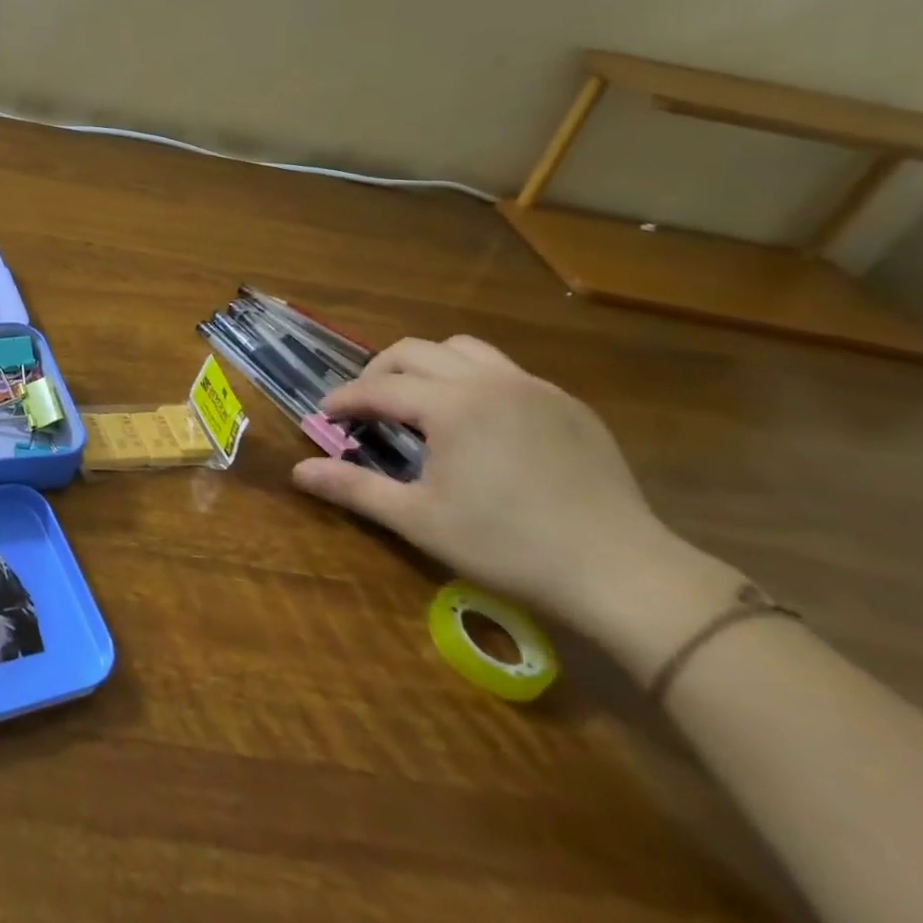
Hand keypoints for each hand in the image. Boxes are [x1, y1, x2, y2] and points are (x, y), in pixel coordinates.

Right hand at [290, 335, 672, 625]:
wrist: (623, 574)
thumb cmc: (509, 547)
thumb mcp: (420, 520)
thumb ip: (354, 488)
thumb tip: (298, 471)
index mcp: (451, 405)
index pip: (378, 388)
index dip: (345, 399)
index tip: (324, 415)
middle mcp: (488, 381)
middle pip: (414, 351)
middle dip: (379, 372)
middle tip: (364, 405)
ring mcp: (533, 388)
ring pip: (463, 349)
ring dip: (428, 365)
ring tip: (418, 399)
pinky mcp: (567, 404)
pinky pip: (506, 371)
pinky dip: (473, 380)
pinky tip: (478, 421)